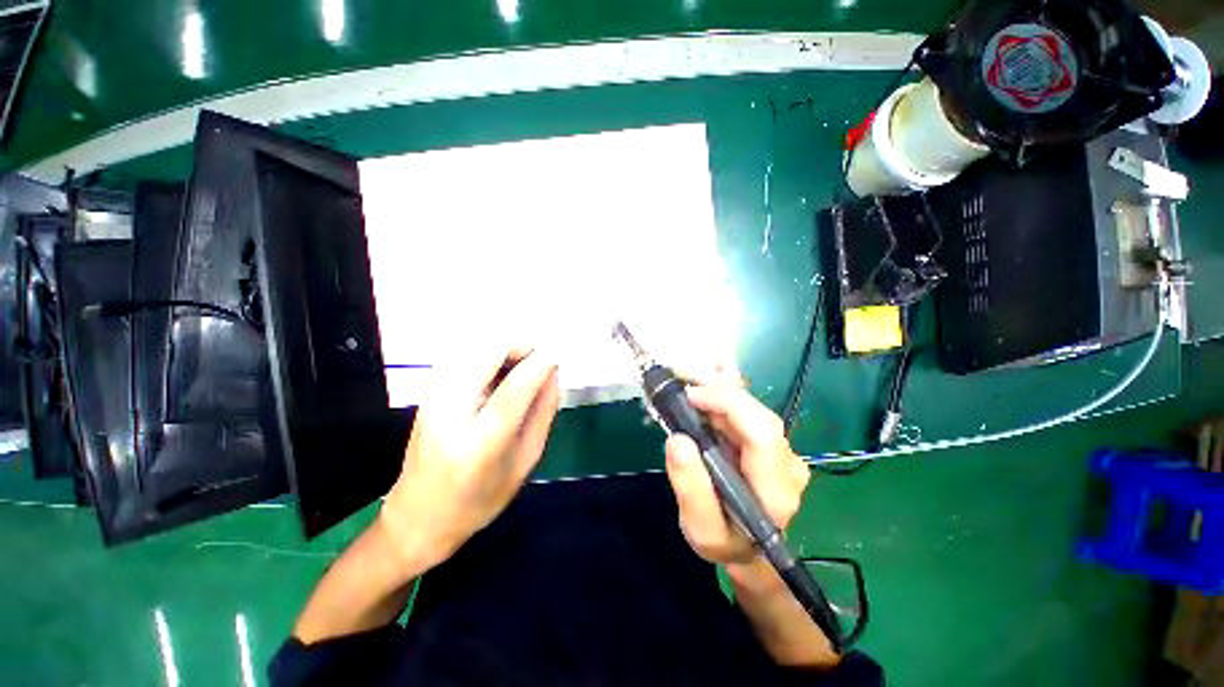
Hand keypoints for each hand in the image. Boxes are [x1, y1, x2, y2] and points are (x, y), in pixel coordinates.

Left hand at [380, 347, 559, 574]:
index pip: (514, 389)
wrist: (419, 515)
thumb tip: (553, 372)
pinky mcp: (427, 390)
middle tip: (540, 359)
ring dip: (506, 347)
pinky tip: (499, 373)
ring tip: (522, 368)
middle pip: (488, 351)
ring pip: (475, 344)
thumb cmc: (480, 498)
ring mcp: (432, 397)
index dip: (540, 363)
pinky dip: (489, 352)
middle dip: (521, 345)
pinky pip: (464, 352)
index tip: (559, 352)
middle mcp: (448, 412)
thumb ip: (543, 412)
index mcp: (479, 444)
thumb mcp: (525, 461)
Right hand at [664, 379, 809, 583]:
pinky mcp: (770, 442)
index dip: (729, 404)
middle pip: (758, 413)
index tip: (691, 396)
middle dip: (719, 391)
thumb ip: (690, 487)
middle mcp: (788, 464)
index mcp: (775, 490)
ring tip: (687, 379)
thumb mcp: (701, 528)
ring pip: (752, 407)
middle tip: (682, 381)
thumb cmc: (725, 540)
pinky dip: (724, 393)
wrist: (750, 550)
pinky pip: (747, 409)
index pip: (762, 433)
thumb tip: (677, 440)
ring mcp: (783, 450)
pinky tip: (706, 382)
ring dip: (719, 388)